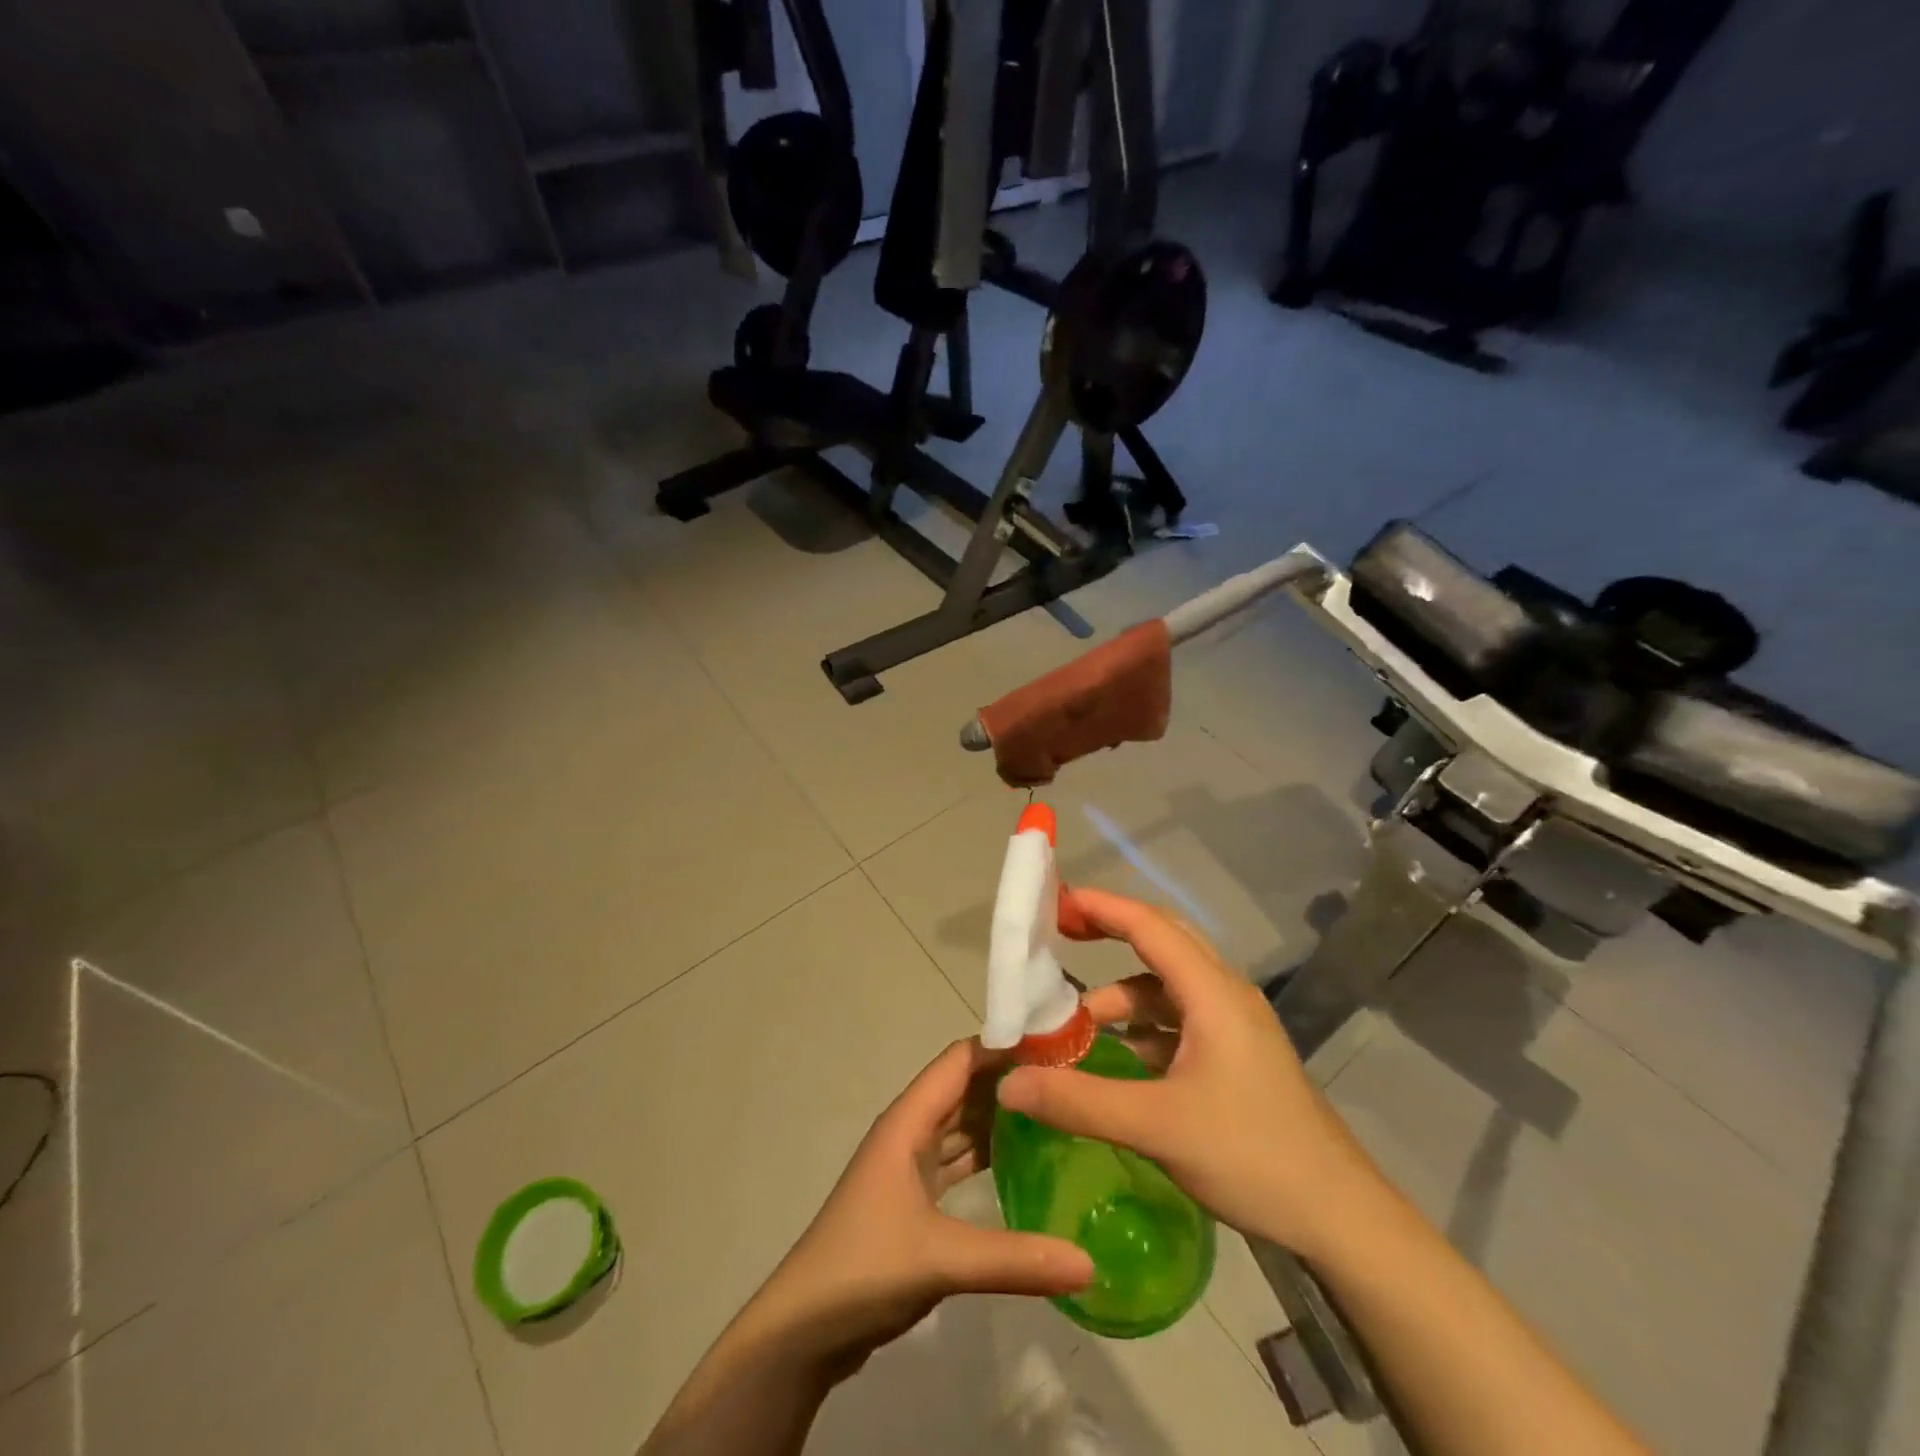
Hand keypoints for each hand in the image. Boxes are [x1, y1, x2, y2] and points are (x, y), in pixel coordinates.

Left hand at [744, 1038, 1093, 1381]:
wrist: (801, 1332)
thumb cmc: (863, 1270)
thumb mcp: (941, 1260)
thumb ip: (1015, 1260)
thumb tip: (1089, 1263)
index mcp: (907, 1121)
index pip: (960, 1060)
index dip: (1004, 1046)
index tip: (1058, 1044)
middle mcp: (909, 1132)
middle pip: (964, 1087)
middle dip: (1010, 1079)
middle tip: (1071, 1079)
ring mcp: (910, 1166)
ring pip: (962, 1124)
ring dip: (1001, 1115)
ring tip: (1058, 1111)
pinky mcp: (914, 1199)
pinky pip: (958, 1160)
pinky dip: (988, 1154)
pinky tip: (1025, 1163)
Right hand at [998, 888, 1384, 1259]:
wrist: (1340, 1220)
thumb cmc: (1254, 1156)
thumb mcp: (1159, 1126)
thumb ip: (1079, 1101)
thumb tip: (1008, 1082)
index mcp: (1213, 993)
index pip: (1149, 925)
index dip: (1101, 907)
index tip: (1054, 901)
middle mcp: (1224, 996)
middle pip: (1161, 942)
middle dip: (1110, 932)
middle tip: (1060, 936)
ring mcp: (1233, 1027)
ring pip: (1168, 987)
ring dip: (1123, 993)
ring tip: (1076, 1022)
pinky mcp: (1235, 1058)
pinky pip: (1178, 1020)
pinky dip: (1142, 1025)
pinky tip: (1115, 1056)